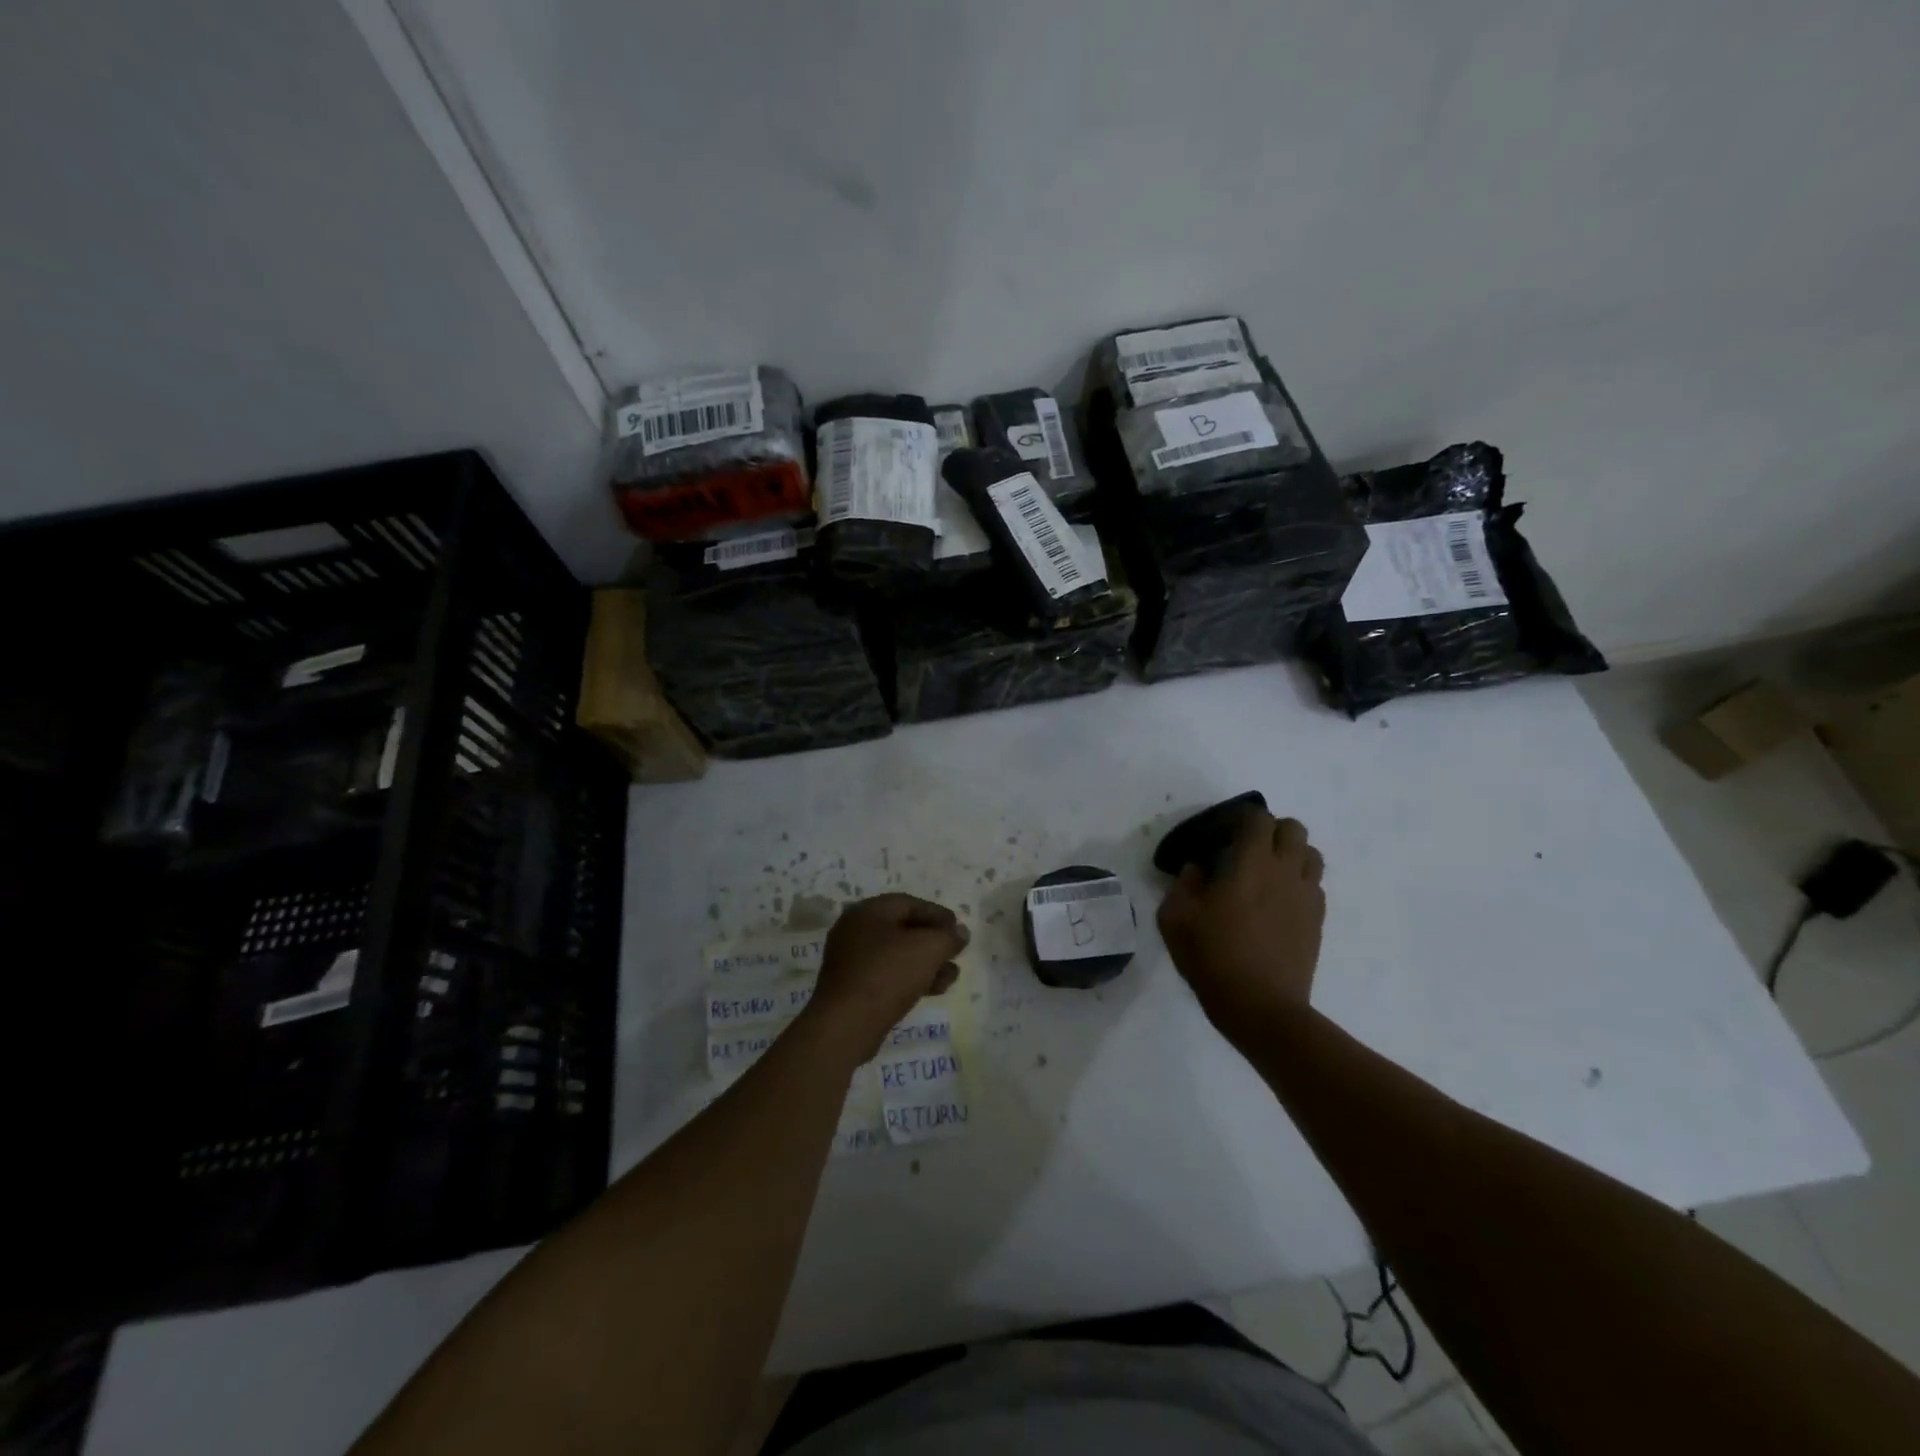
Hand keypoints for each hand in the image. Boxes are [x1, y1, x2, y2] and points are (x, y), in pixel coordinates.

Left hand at [801, 894, 968, 1062]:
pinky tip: (933, 990)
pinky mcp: (852, 986)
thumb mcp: (928, 949)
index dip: (939, 915)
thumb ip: (949, 937)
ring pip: (897, 954)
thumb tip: (960, 932)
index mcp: (869, 910)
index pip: (910, 903)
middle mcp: (856, 929)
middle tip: (956, 953)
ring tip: (951, 976)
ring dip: (926, 963)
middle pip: (904, 928)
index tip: (958, 930)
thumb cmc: (888, 974)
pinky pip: (887, 974)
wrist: (846, 1024)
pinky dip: (910, 978)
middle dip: (934, 942)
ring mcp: (851, 959)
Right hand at [1157, 809, 1324, 1040]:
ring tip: (1265, 874)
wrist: (1261, 1007)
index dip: (1238, 819)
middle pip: (1292, 828)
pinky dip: (1297, 882)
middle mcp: (1285, 871)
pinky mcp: (1317, 920)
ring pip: (1310, 854)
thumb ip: (1185, 882)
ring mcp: (1306, 896)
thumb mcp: (1175, 917)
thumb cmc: (1213, 957)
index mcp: (1251, 863)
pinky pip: (1313, 885)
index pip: (1257, 818)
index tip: (1218, 837)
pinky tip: (1275, 903)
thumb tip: (1199, 867)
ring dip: (1289, 854)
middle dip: (1268, 831)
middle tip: (1243, 852)